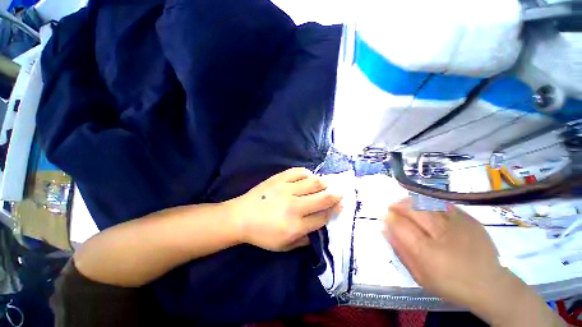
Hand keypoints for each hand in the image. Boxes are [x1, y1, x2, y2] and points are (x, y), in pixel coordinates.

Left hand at [227, 168, 342, 251]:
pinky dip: (307, 173)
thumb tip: (320, 228)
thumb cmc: (262, 234)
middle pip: (322, 198)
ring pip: (313, 182)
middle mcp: (294, 206)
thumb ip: (304, 240)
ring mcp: (286, 189)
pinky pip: (298, 172)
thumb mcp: (283, 246)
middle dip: (336, 195)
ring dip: (324, 183)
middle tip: (340, 193)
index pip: (322, 217)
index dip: (334, 211)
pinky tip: (309, 177)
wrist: (241, 217)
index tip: (340, 206)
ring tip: (327, 184)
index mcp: (295, 226)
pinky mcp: (278, 179)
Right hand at [382, 198, 506, 309]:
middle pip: (412, 211)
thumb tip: (385, 230)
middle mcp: (440, 234)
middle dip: (398, 206)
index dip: (389, 218)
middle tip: (391, 207)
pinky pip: (443, 205)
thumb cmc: (451, 284)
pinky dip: (429, 203)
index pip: (400, 226)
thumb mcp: (420, 275)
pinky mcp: (469, 219)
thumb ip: (401, 251)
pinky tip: (424, 205)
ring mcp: (457, 225)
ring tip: (403, 204)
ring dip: (410, 202)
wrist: (491, 285)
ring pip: (426, 204)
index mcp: (426, 251)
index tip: (383, 216)